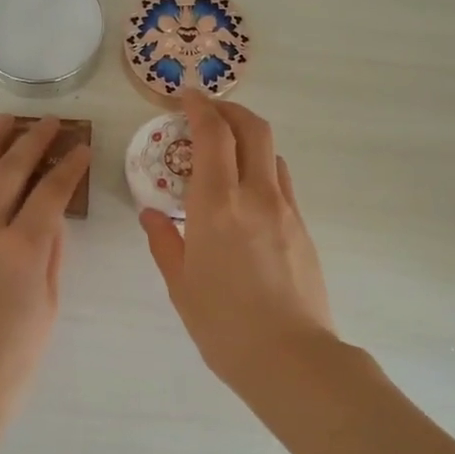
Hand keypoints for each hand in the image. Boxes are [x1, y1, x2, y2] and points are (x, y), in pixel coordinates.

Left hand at [0, 115, 89, 429]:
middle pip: (8, 170)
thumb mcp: (47, 309)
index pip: (51, 191)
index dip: (69, 165)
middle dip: (32, 139)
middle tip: (48, 122)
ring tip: (2, 122)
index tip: (82, 147)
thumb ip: (49, 257)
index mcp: (21, 249)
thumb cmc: (12, 363)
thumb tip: (51, 222)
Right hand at [139, 93, 336, 391]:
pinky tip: (245, 194)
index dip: (200, 107)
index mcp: (217, 205)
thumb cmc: (224, 326)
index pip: (213, 135)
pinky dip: (262, 169)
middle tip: (208, 111)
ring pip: (272, 153)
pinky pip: (281, 182)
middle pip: (253, 128)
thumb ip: (165, 241)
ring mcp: (286, 210)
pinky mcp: (303, 228)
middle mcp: (256, 195)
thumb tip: (152, 213)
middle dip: (230, 109)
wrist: (291, 357)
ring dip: (249, 138)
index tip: (186, 95)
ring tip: (225, 152)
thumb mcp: (181, 285)